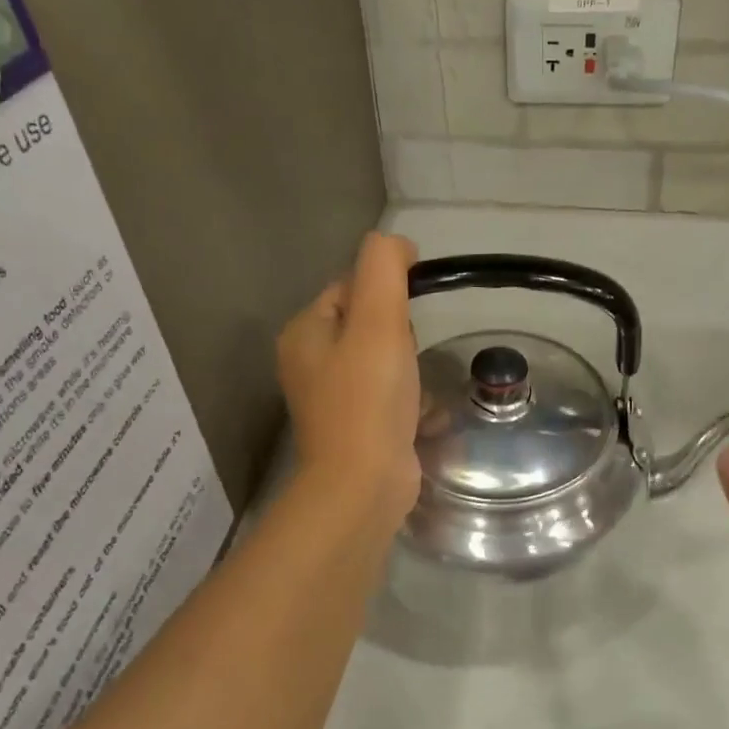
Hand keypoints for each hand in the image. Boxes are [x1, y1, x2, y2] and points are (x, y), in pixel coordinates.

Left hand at [278, 232, 422, 523]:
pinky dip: (409, 402)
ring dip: (410, 371)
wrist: (364, 485)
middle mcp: (310, 363)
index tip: (409, 317)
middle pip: (367, 325)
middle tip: (408, 358)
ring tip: (418, 390)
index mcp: (304, 332)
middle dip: (399, 336)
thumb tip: (396, 243)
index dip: (386, 293)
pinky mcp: (355, 430)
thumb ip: (384, 268)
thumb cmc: (369, 399)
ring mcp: (331, 400)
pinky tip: (424, 415)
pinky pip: (388, 398)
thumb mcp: (378, 320)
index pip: (349, 287)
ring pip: (382, 363)